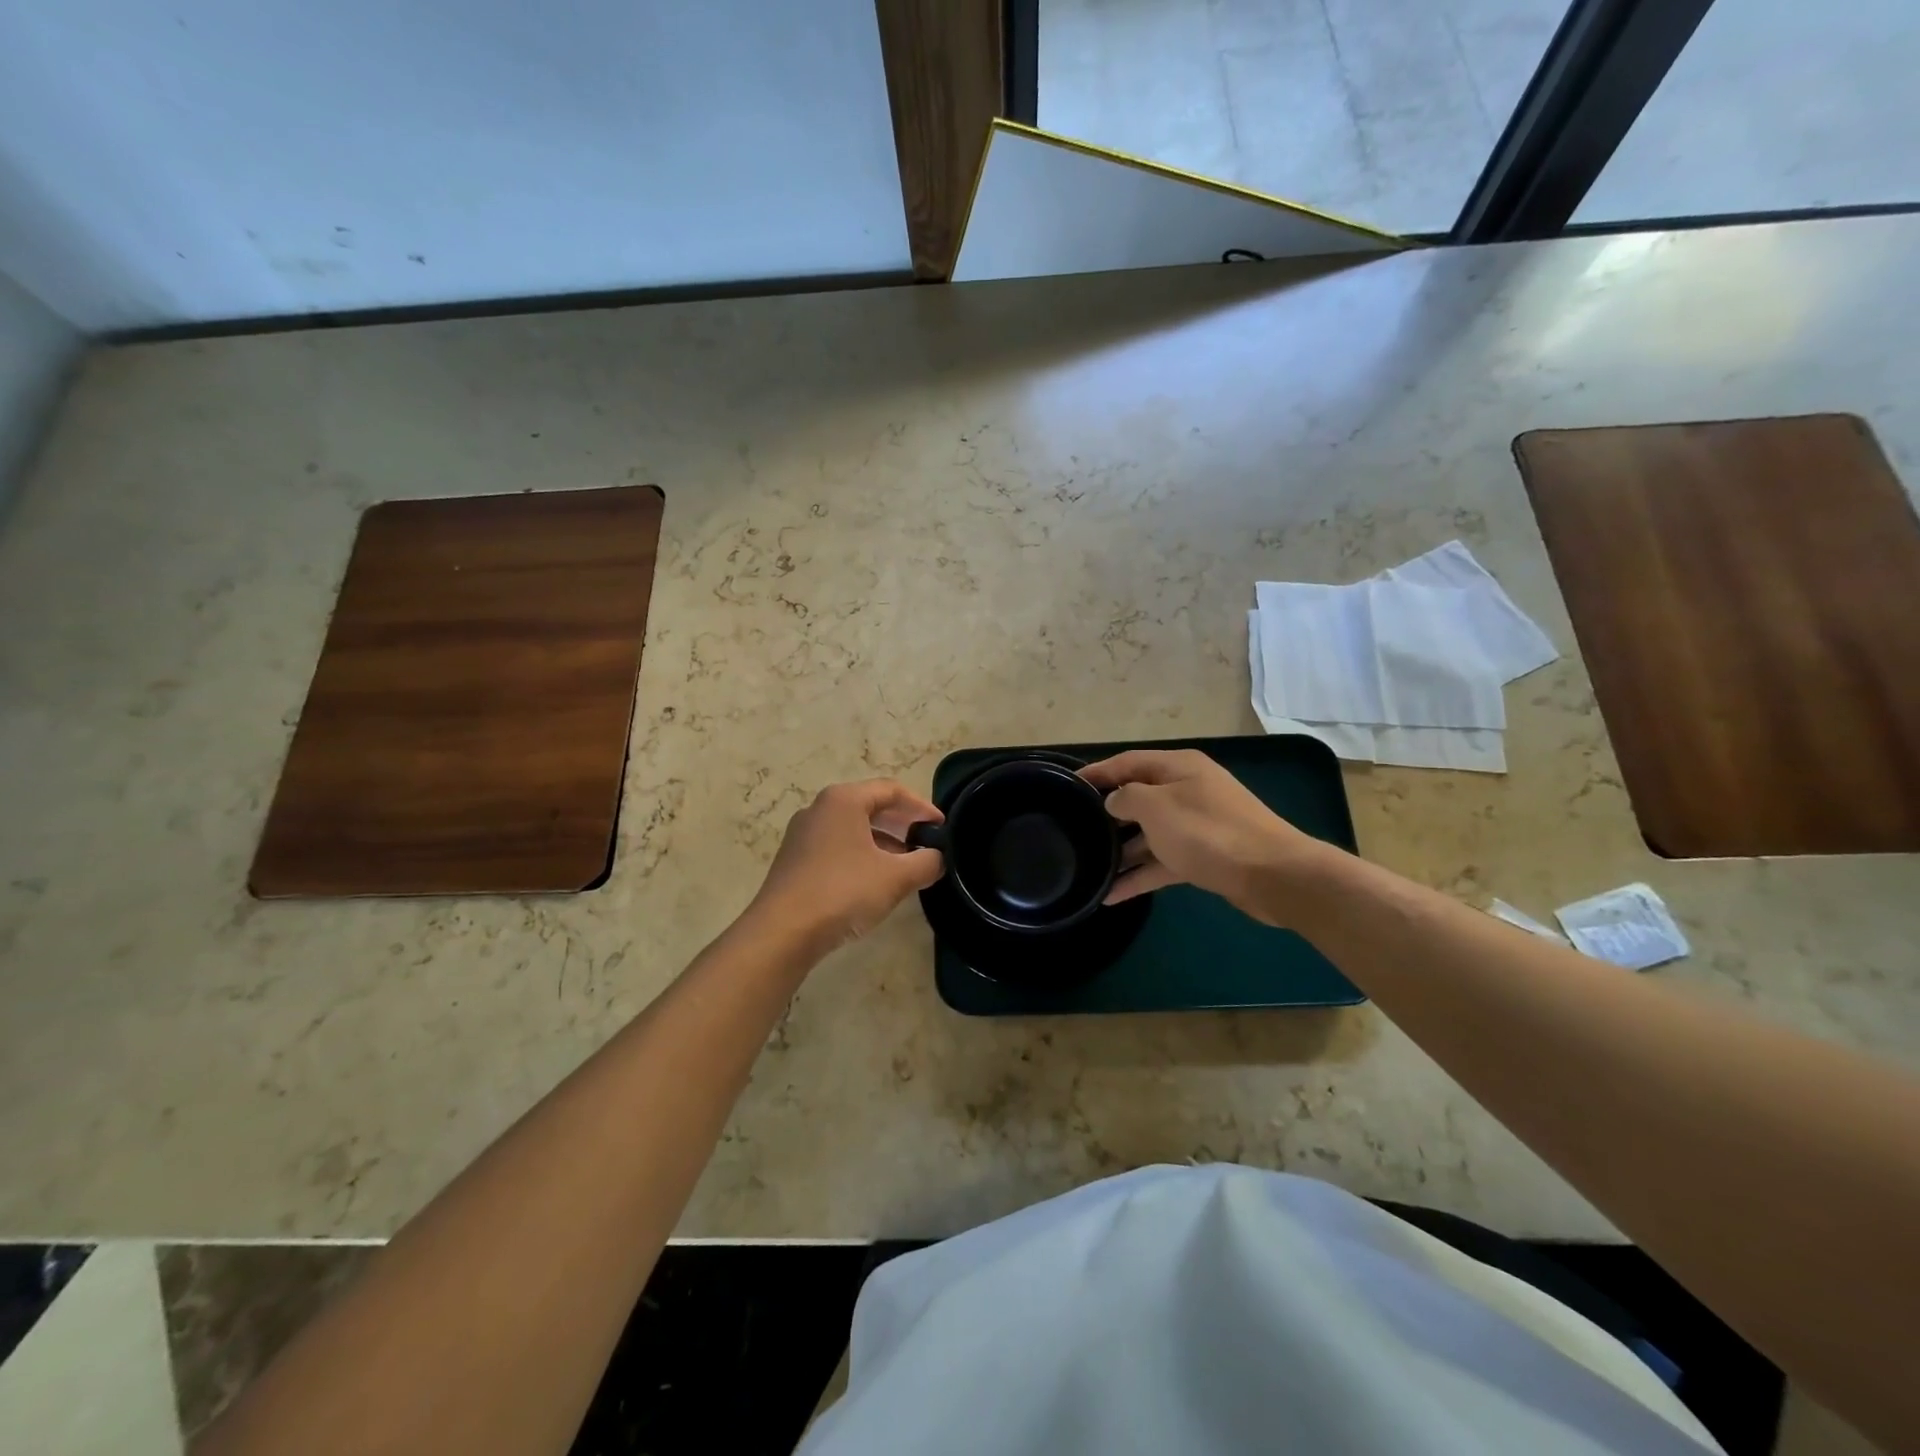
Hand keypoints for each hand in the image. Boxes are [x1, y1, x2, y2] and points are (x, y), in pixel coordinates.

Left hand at [747, 779, 944, 956]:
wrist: (782, 932)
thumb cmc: (843, 892)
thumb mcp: (895, 878)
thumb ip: (926, 863)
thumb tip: (938, 858)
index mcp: (843, 800)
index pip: (891, 790)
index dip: (921, 806)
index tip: (941, 827)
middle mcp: (819, 808)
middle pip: (870, 806)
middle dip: (902, 824)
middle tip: (927, 843)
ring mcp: (803, 834)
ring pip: (853, 829)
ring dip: (883, 842)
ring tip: (906, 866)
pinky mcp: (794, 860)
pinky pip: (836, 847)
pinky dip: (861, 855)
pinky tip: (874, 882)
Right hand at [1080, 750, 1332, 924]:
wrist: (1273, 875)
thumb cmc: (1208, 831)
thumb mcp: (1157, 807)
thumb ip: (1126, 798)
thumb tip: (1114, 802)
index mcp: (1178, 767)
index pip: (1128, 762)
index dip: (1098, 772)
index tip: (1068, 785)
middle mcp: (1187, 790)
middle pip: (1138, 797)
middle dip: (1107, 814)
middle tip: (1074, 829)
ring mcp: (1197, 825)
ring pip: (1149, 834)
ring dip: (1121, 852)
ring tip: (1088, 869)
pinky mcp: (1204, 856)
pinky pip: (1163, 861)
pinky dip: (1140, 875)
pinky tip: (1113, 895)